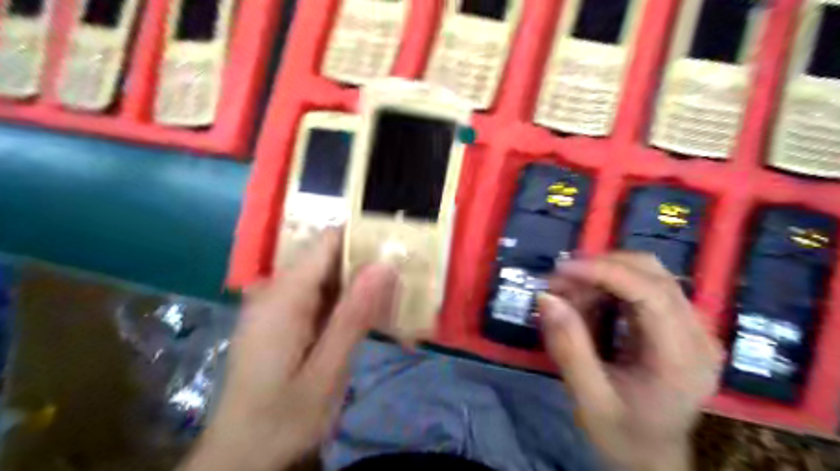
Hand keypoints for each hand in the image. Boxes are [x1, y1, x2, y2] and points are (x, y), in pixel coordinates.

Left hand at [183, 230, 396, 470]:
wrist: (239, 455)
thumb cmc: (282, 419)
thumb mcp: (327, 372)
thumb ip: (354, 316)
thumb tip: (384, 265)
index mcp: (284, 297)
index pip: (328, 242)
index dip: (364, 240)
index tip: (400, 251)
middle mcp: (275, 290)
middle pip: (329, 259)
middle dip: (368, 269)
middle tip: (404, 288)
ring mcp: (275, 304)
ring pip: (327, 279)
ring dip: (360, 289)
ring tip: (394, 307)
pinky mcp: (279, 318)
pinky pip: (318, 297)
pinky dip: (345, 305)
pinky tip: (366, 323)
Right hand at [537, 253, 721, 470]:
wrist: (652, 457)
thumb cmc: (623, 434)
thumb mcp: (589, 399)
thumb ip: (569, 348)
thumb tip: (546, 297)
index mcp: (682, 359)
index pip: (651, 293)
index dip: (605, 272)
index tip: (562, 269)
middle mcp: (698, 335)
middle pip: (653, 274)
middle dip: (600, 268)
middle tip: (559, 281)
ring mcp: (692, 327)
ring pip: (648, 273)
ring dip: (603, 274)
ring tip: (568, 292)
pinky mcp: (679, 324)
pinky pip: (643, 286)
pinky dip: (609, 285)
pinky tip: (587, 300)